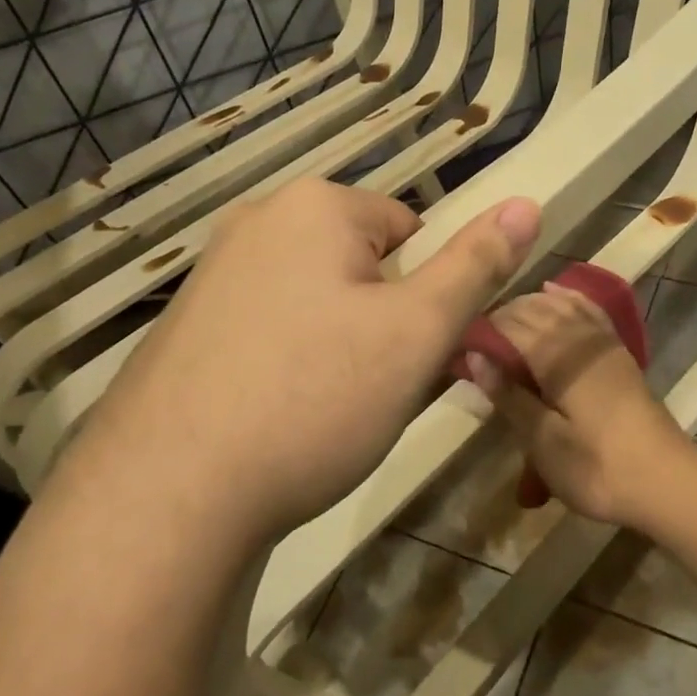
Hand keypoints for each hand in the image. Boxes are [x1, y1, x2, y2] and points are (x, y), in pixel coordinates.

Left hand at [63, 178, 540, 547]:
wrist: (169, 493)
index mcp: (314, 205)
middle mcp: (256, 221)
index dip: (422, 296)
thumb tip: (528, 202)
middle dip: (380, 321)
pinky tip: (277, 415)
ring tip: (324, 410)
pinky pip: (267, 328)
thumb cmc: (315, 396)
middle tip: (370, 388)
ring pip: (315, 300)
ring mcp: (211, 272)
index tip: (408, 354)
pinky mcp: (184, 325)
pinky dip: (287, 362)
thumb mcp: (417, 331)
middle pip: (359, 264)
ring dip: (338, 344)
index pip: (409, 231)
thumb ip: (476, 265)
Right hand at [467, 285, 696, 530]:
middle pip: (534, 309)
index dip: (482, 329)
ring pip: (561, 305)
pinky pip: (589, 311)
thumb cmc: (597, 468)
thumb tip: (475, 357)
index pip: (510, 325)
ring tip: (505, 316)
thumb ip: (510, 396)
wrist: (666, 482)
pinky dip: (569, 298)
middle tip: (477, 338)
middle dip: (502, 315)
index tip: (459, 342)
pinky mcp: (618, 353)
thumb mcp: (543, 442)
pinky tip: (555, 293)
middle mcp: (580, 338)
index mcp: (558, 358)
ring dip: (530, 304)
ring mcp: (603, 343)